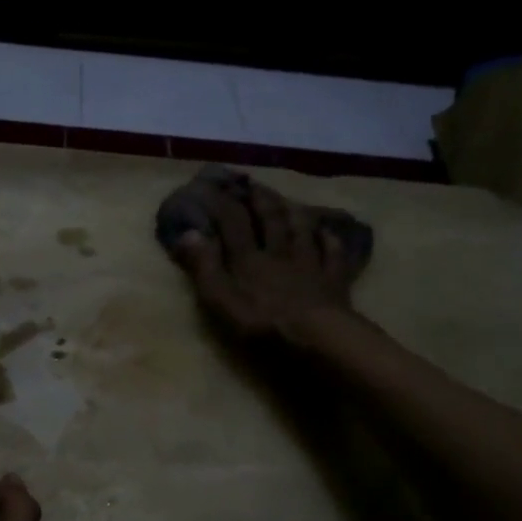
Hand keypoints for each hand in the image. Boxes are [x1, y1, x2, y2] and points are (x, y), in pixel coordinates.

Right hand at [159, 167, 372, 347]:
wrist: (317, 337)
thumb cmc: (261, 322)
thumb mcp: (219, 299)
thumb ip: (203, 266)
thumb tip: (188, 233)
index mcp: (249, 258)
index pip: (233, 221)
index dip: (221, 202)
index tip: (211, 186)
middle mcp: (279, 252)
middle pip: (271, 219)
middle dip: (259, 199)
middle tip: (252, 183)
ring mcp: (310, 263)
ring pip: (302, 229)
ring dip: (293, 211)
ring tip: (287, 200)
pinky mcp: (333, 280)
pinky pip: (333, 253)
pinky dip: (329, 239)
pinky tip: (327, 232)